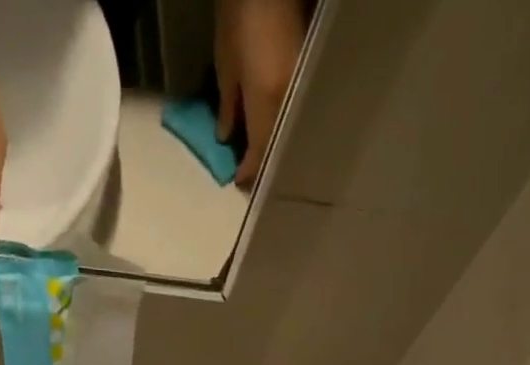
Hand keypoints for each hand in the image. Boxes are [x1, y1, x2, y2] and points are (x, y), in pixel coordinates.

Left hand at [215, 0, 306, 186]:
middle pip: (275, 145)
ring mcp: (297, 89)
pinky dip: (278, 126)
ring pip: (284, 131)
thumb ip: (228, 106)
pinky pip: (290, 112)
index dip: (248, 171)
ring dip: (271, 145)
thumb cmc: (240, 18)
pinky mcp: (303, 76)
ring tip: (258, 154)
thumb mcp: (226, 64)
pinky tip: (269, 128)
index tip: (238, 181)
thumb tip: (227, 136)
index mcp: (266, 103)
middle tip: (249, 175)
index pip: (259, 152)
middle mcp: (286, 102)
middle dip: (261, 164)